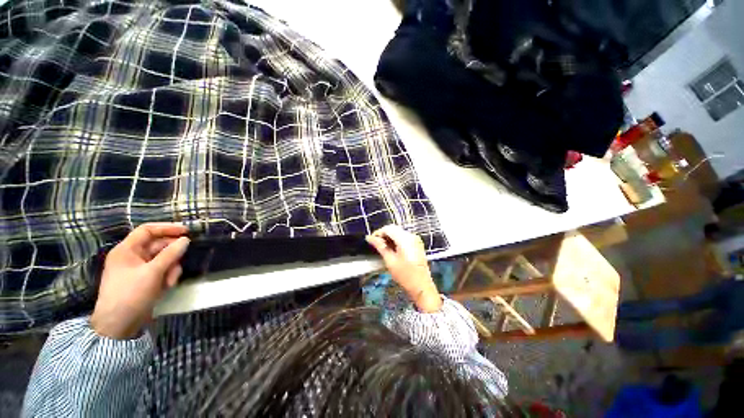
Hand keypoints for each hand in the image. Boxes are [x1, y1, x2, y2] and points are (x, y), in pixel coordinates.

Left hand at [91, 223, 189, 338]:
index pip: (147, 231)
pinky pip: (161, 271)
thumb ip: (171, 254)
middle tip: (182, 260)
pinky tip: (167, 286)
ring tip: (171, 281)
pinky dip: (167, 276)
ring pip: (162, 259)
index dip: (167, 228)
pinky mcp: (144, 280)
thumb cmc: (131, 294)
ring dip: (171, 268)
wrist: (119, 324)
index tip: (186, 231)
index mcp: (127, 250)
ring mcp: (138, 269)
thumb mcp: (153, 273)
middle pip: (158, 246)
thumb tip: (186, 240)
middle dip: (172, 254)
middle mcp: (132, 257)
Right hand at [366, 225, 441, 312]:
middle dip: (383, 235)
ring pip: (398, 232)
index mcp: (405, 238)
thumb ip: (380, 246)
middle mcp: (411, 235)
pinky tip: (391, 250)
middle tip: (375, 245)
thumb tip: (369, 238)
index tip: (370, 240)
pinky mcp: (416, 244)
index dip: (378, 233)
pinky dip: (395, 241)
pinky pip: (403, 237)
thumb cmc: (405, 275)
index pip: (388, 228)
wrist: (422, 287)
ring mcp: (415, 239)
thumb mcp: (390, 261)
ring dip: (389, 238)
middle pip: (393, 229)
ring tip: (382, 248)